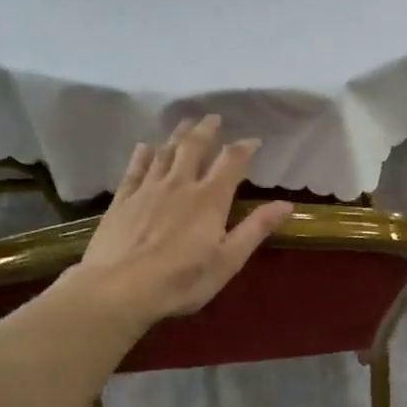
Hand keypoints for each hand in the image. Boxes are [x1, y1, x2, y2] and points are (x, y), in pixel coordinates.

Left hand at [78, 116, 291, 325]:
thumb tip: (286, 204)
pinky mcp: (122, 200)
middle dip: (206, 130)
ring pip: (165, 152)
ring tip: (185, 123)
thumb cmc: (182, 280)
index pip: (231, 162)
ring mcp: (147, 190)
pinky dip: (142, 154)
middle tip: (213, 117)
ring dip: (177, 135)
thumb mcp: (228, 260)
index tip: (254, 140)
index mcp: (210, 199)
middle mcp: (179, 185)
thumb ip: (256, 229)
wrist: (120, 289)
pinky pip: (135, 169)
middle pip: (194, 147)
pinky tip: (145, 146)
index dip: (244, 148)